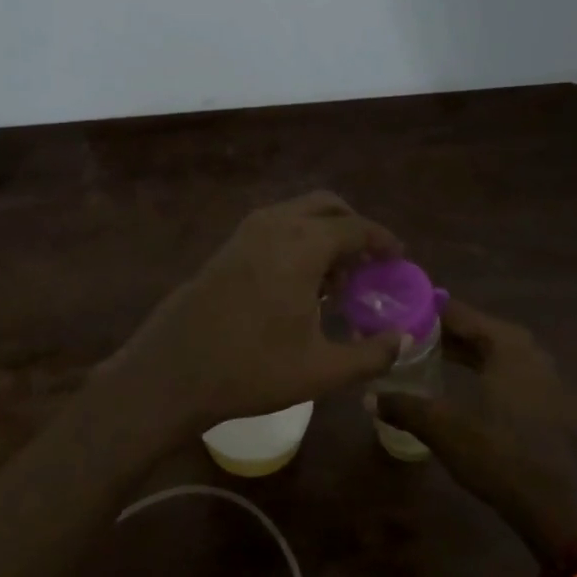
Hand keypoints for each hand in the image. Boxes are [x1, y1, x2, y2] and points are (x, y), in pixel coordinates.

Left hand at [97, 192, 404, 438]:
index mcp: (302, 245)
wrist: (173, 370)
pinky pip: (276, 226)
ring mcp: (246, 232)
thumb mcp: (320, 370)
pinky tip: (300, 283)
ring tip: (337, 279)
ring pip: (298, 213)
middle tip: (369, 263)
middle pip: (327, 206)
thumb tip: (403, 341)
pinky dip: (298, 239)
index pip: (356, 227)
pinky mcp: (228, 246)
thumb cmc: (251, 368)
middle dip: (353, 227)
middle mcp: (275, 224)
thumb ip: (371, 354)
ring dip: (324, 233)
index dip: (382, 241)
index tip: (399, 259)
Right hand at [374, 299, 576, 563]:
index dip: (423, 311)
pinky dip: (473, 368)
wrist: (554, 506)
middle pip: (473, 329)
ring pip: (487, 350)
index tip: (392, 311)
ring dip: (455, 350)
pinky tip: (450, 379)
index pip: (457, 312)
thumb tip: (368, 397)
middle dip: (437, 331)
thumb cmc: (499, 454)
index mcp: (506, 343)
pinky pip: (499, 368)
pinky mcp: (540, 397)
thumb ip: (404, 406)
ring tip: (417, 353)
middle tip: (399, 333)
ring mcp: (537, 373)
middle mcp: (525, 349)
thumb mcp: (443, 428)